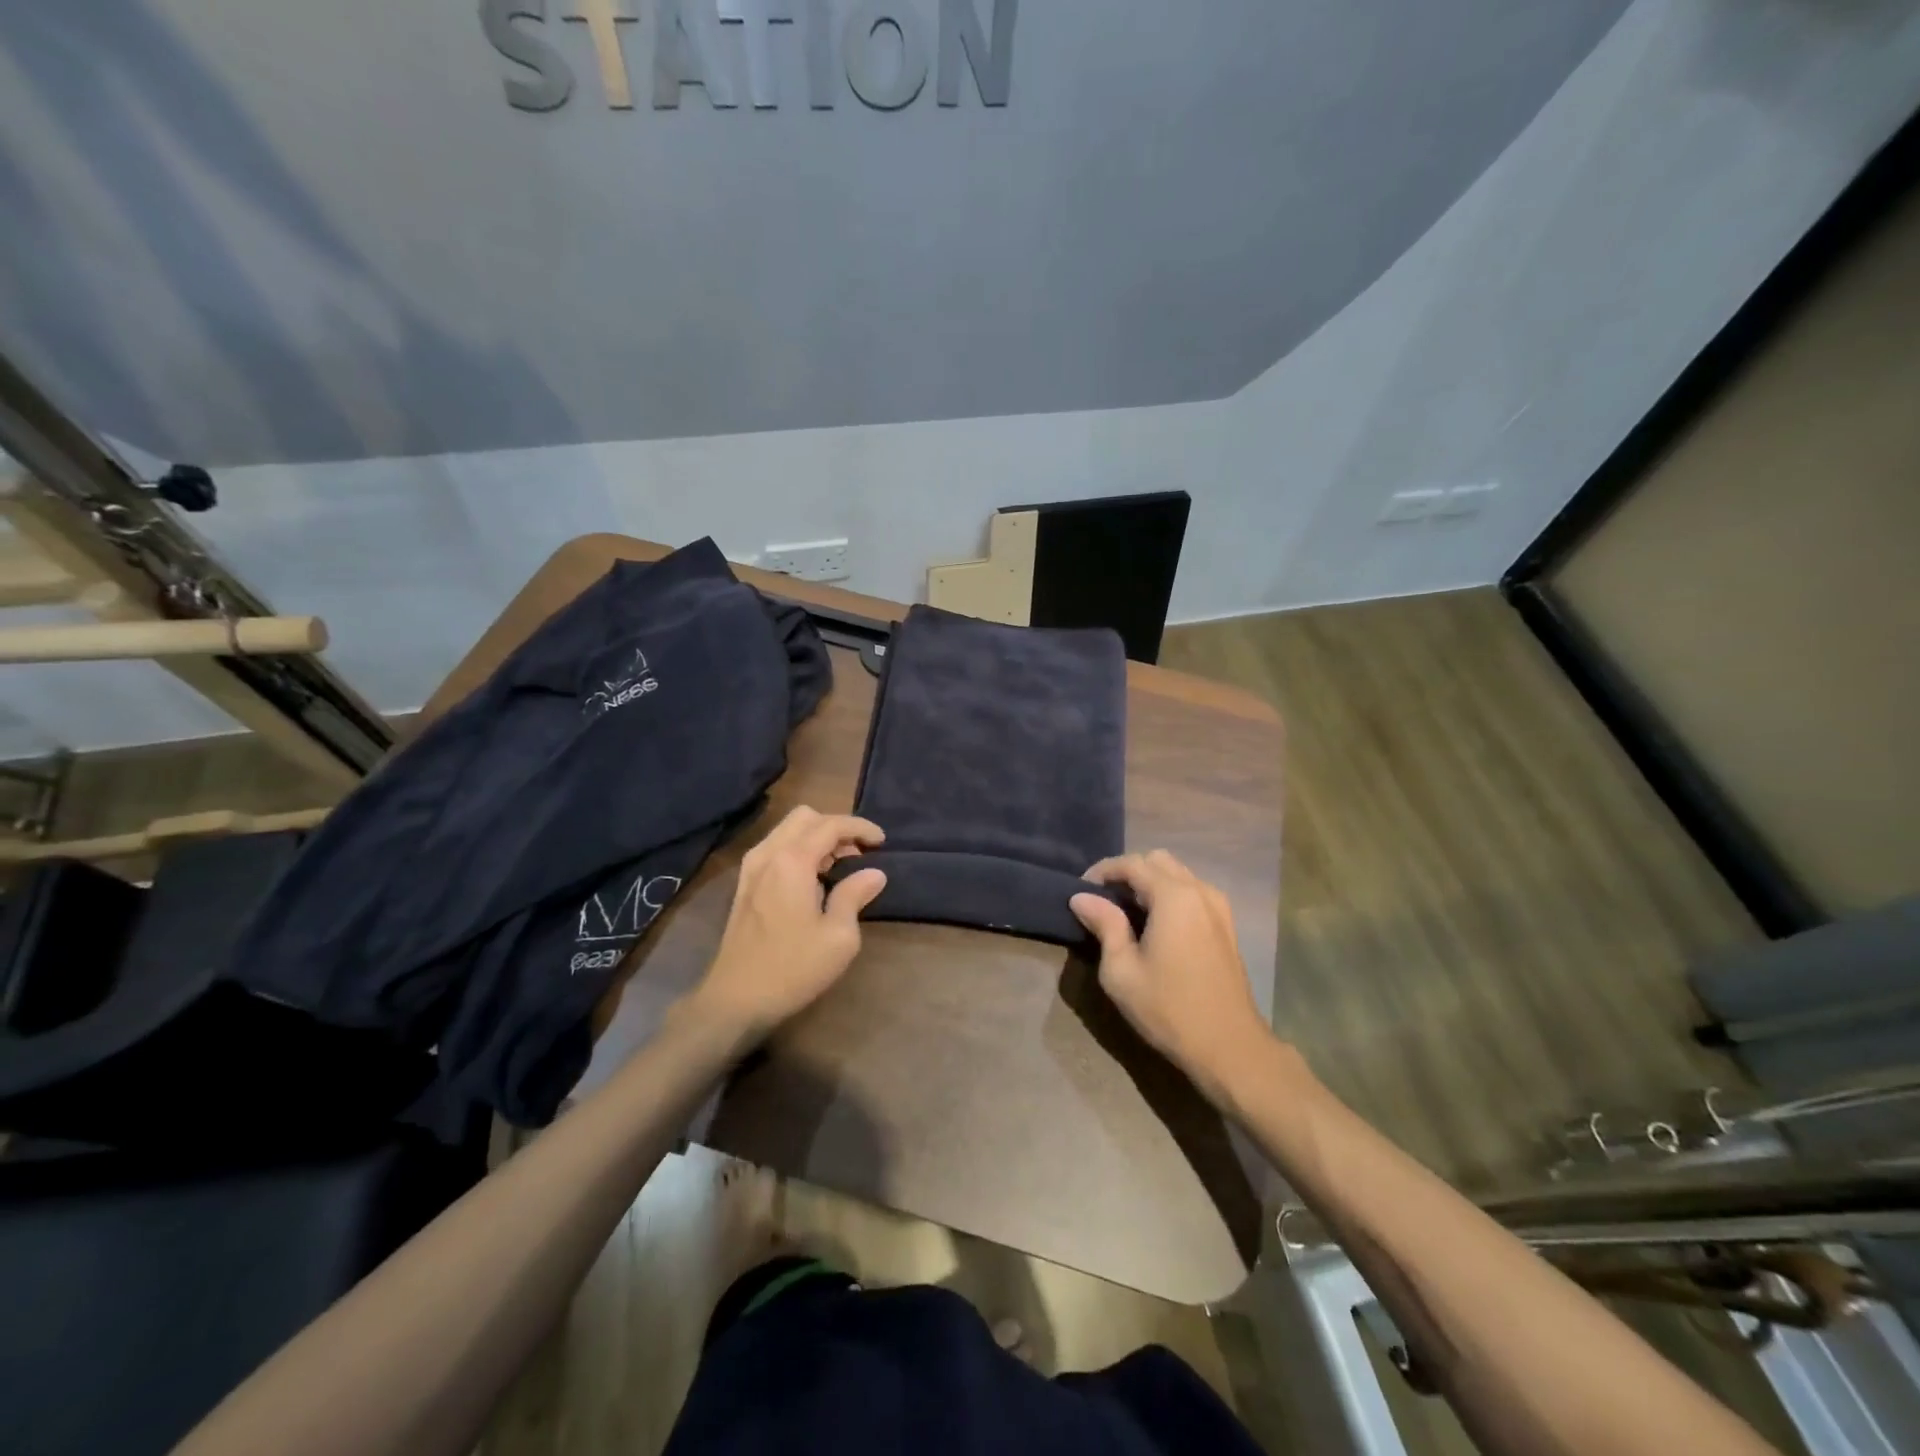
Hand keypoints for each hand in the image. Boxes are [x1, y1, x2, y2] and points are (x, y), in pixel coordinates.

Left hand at [692, 807, 886, 1039]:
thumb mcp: (839, 937)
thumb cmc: (792, 969)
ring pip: (788, 830)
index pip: (831, 825)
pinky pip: (776, 848)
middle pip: (805, 817)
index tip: (882, 841)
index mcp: (792, 861)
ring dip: (817, 837)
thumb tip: (874, 874)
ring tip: (841, 864)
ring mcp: (751, 868)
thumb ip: (855, 896)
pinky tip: (814, 878)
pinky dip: (799, 849)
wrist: (735, 1000)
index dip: (860, 827)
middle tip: (860, 853)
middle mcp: (768, 854)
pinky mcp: (744, 884)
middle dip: (836, 826)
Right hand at [1070, 851, 1277, 1105]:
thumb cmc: (1169, 1009)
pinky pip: (1192, 891)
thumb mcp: (1122, 971)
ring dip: (1149, 882)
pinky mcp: (1226, 924)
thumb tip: (1082, 897)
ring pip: (1177, 873)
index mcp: (1174, 897)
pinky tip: (1154, 923)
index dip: (1102, 871)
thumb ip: (1104, 925)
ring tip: (1125, 911)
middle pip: (1157, 860)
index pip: (1132, 863)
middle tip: (1103, 899)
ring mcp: (1218, 906)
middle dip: (1127, 872)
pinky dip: (1169, 894)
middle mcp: (1199, 891)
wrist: (1230, 1047)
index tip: (1081, 891)